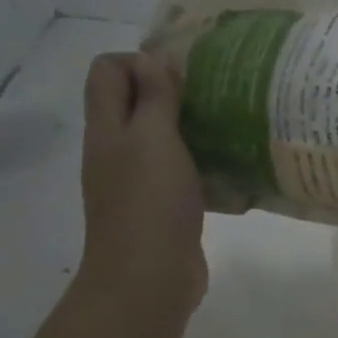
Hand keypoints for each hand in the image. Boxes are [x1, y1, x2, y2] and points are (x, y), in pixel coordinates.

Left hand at [76, 53, 206, 314]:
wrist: (147, 279)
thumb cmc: (149, 202)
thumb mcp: (153, 138)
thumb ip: (154, 96)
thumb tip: (152, 58)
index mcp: (107, 128)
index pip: (107, 70)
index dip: (139, 60)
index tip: (181, 74)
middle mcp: (116, 149)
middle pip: (133, 101)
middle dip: (171, 89)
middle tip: (213, 93)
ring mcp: (136, 180)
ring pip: (160, 136)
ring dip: (190, 125)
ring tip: (227, 123)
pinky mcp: (161, 206)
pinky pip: (179, 170)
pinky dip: (199, 161)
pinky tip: (230, 164)